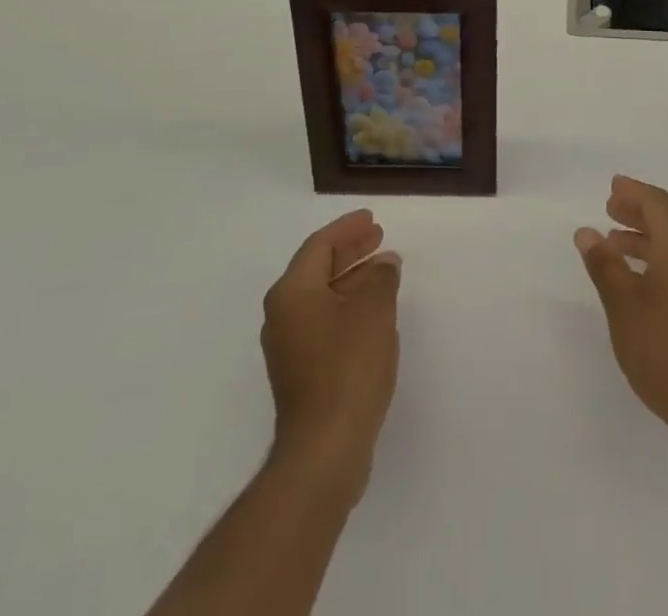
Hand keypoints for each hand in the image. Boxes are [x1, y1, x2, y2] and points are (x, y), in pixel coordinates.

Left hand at [260, 209, 401, 498]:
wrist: (325, 449)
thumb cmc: (348, 367)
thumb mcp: (374, 310)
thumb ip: (381, 278)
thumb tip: (383, 264)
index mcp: (292, 292)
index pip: (319, 246)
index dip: (347, 229)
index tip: (372, 218)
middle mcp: (283, 315)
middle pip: (317, 269)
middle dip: (350, 251)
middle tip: (379, 237)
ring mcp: (290, 347)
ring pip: (322, 297)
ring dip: (352, 280)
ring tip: (385, 270)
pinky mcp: (301, 373)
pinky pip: (325, 322)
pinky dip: (348, 307)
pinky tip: (374, 311)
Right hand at [575, 175, 667, 449]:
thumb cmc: (664, 347)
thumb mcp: (623, 303)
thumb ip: (604, 263)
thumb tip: (586, 231)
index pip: (657, 203)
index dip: (632, 192)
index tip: (612, 187)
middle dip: (638, 212)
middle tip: (609, 209)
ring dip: (646, 237)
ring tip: (614, 243)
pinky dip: (659, 258)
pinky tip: (638, 277)